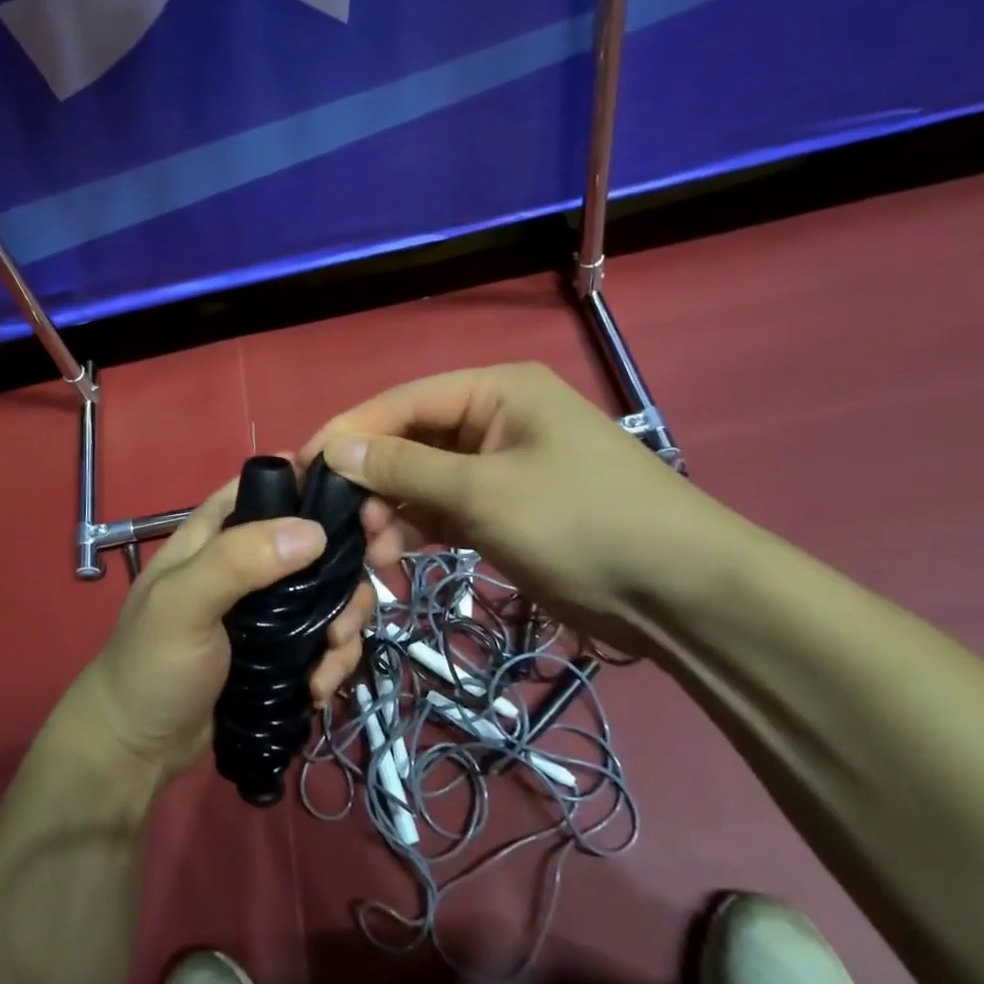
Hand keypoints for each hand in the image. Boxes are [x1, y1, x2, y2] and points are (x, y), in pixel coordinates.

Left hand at [76, 476, 373, 778]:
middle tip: (354, 606)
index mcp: (218, 532)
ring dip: (344, 624)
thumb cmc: (151, 664)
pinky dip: (333, 660)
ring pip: (329, 594)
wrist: (138, 749)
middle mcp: (249, 561)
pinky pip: (325, 640)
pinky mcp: (282, 650)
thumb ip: (237, 560)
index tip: (363, 512)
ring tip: (331, 658)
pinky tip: (319, 689)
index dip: (318, 487)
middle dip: (346, 572)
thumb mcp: (183, 603)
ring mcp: (268, 608)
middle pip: (317, 542)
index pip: (273, 485)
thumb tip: (315, 531)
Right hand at [300, 362, 714, 654]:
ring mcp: (500, 467)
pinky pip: (445, 509)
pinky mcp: (505, 510)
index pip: (403, 401)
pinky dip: (418, 529)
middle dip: (373, 478)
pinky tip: (392, 557)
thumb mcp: (483, 491)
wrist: (681, 593)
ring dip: (392, 509)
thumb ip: (404, 468)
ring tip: (369, 549)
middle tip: (339, 521)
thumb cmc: (580, 521)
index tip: (303, 465)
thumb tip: (334, 450)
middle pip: (411, 439)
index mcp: (495, 390)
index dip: (351, 431)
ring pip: (424, 478)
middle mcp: (494, 419)